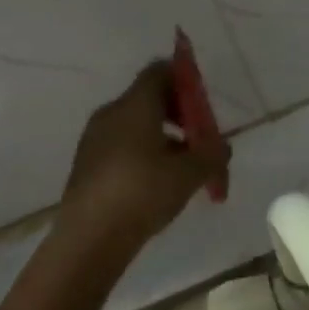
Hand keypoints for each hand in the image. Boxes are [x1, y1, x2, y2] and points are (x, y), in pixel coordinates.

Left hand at [61, 63, 230, 248]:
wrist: (89, 238)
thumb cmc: (144, 192)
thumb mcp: (191, 173)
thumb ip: (213, 153)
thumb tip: (222, 146)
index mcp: (136, 105)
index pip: (160, 71)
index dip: (184, 79)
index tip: (202, 104)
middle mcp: (111, 113)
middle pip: (149, 98)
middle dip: (179, 114)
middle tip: (199, 140)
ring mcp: (94, 139)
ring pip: (136, 124)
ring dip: (163, 137)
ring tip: (183, 169)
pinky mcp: (86, 164)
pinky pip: (121, 145)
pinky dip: (143, 154)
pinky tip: (156, 184)